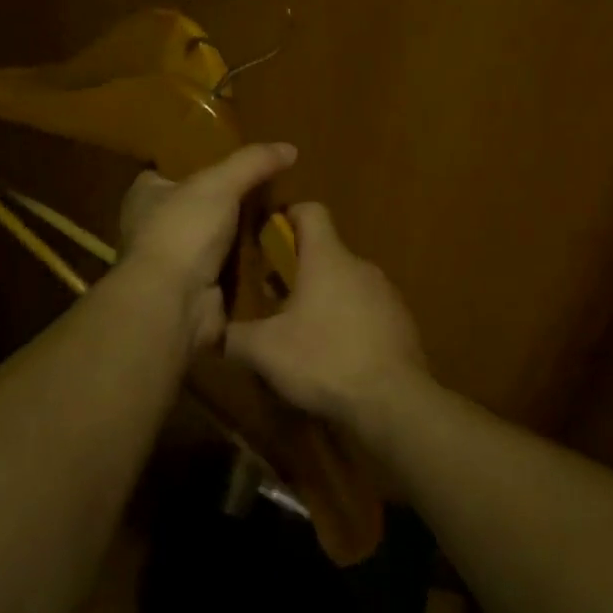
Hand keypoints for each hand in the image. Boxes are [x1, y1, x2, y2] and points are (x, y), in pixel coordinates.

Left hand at [115, 142, 296, 353]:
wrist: (175, 302)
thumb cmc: (184, 231)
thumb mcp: (220, 183)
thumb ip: (253, 162)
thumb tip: (290, 148)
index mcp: (146, 197)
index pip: (166, 174)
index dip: (194, 167)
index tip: (230, 165)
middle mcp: (154, 229)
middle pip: (196, 209)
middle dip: (228, 206)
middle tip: (269, 196)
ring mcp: (174, 264)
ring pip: (214, 243)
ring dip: (242, 240)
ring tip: (281, 225)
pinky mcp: (195, 292)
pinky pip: (228, 274)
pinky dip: (248, 270)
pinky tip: (277, 259)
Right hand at [224, 202, 427, 426]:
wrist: (393, 401)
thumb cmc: (323, 360)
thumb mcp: (264, 351)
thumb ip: (233, 336)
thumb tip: (211, 332)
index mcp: (327, 258)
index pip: (310, 211)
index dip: (287, 216)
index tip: (268, 240)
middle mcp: (360, 266)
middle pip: (325, 253)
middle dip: (297, 271)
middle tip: (272, 300)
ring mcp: (386, 294)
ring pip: (346, 284)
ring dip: (322, 299)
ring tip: (301, 334)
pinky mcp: (401, 322)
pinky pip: (366, 311)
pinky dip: (347, 323)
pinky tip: (334, 356)